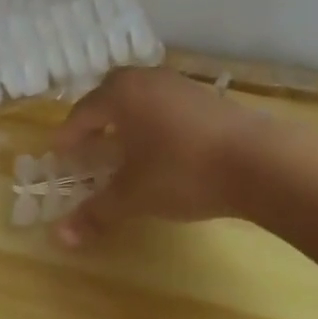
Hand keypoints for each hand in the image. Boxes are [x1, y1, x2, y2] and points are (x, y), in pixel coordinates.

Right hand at [51, 67, 269, 245]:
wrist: (258, 161)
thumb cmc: (182, 171)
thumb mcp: (134, 196)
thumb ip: (96, 212)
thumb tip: (60, 238)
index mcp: (122, 94)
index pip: (83, 112)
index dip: (69, 135)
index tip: (59, 154)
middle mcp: (149, 80)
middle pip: (112, 96)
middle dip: (97, 121)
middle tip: (89, 147)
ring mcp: (183, 86)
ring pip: (144, 99)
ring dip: (129, 121)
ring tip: (125, 149)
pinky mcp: (210, 99)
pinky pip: (169, 107)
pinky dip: (157, 124)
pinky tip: (164, 150)